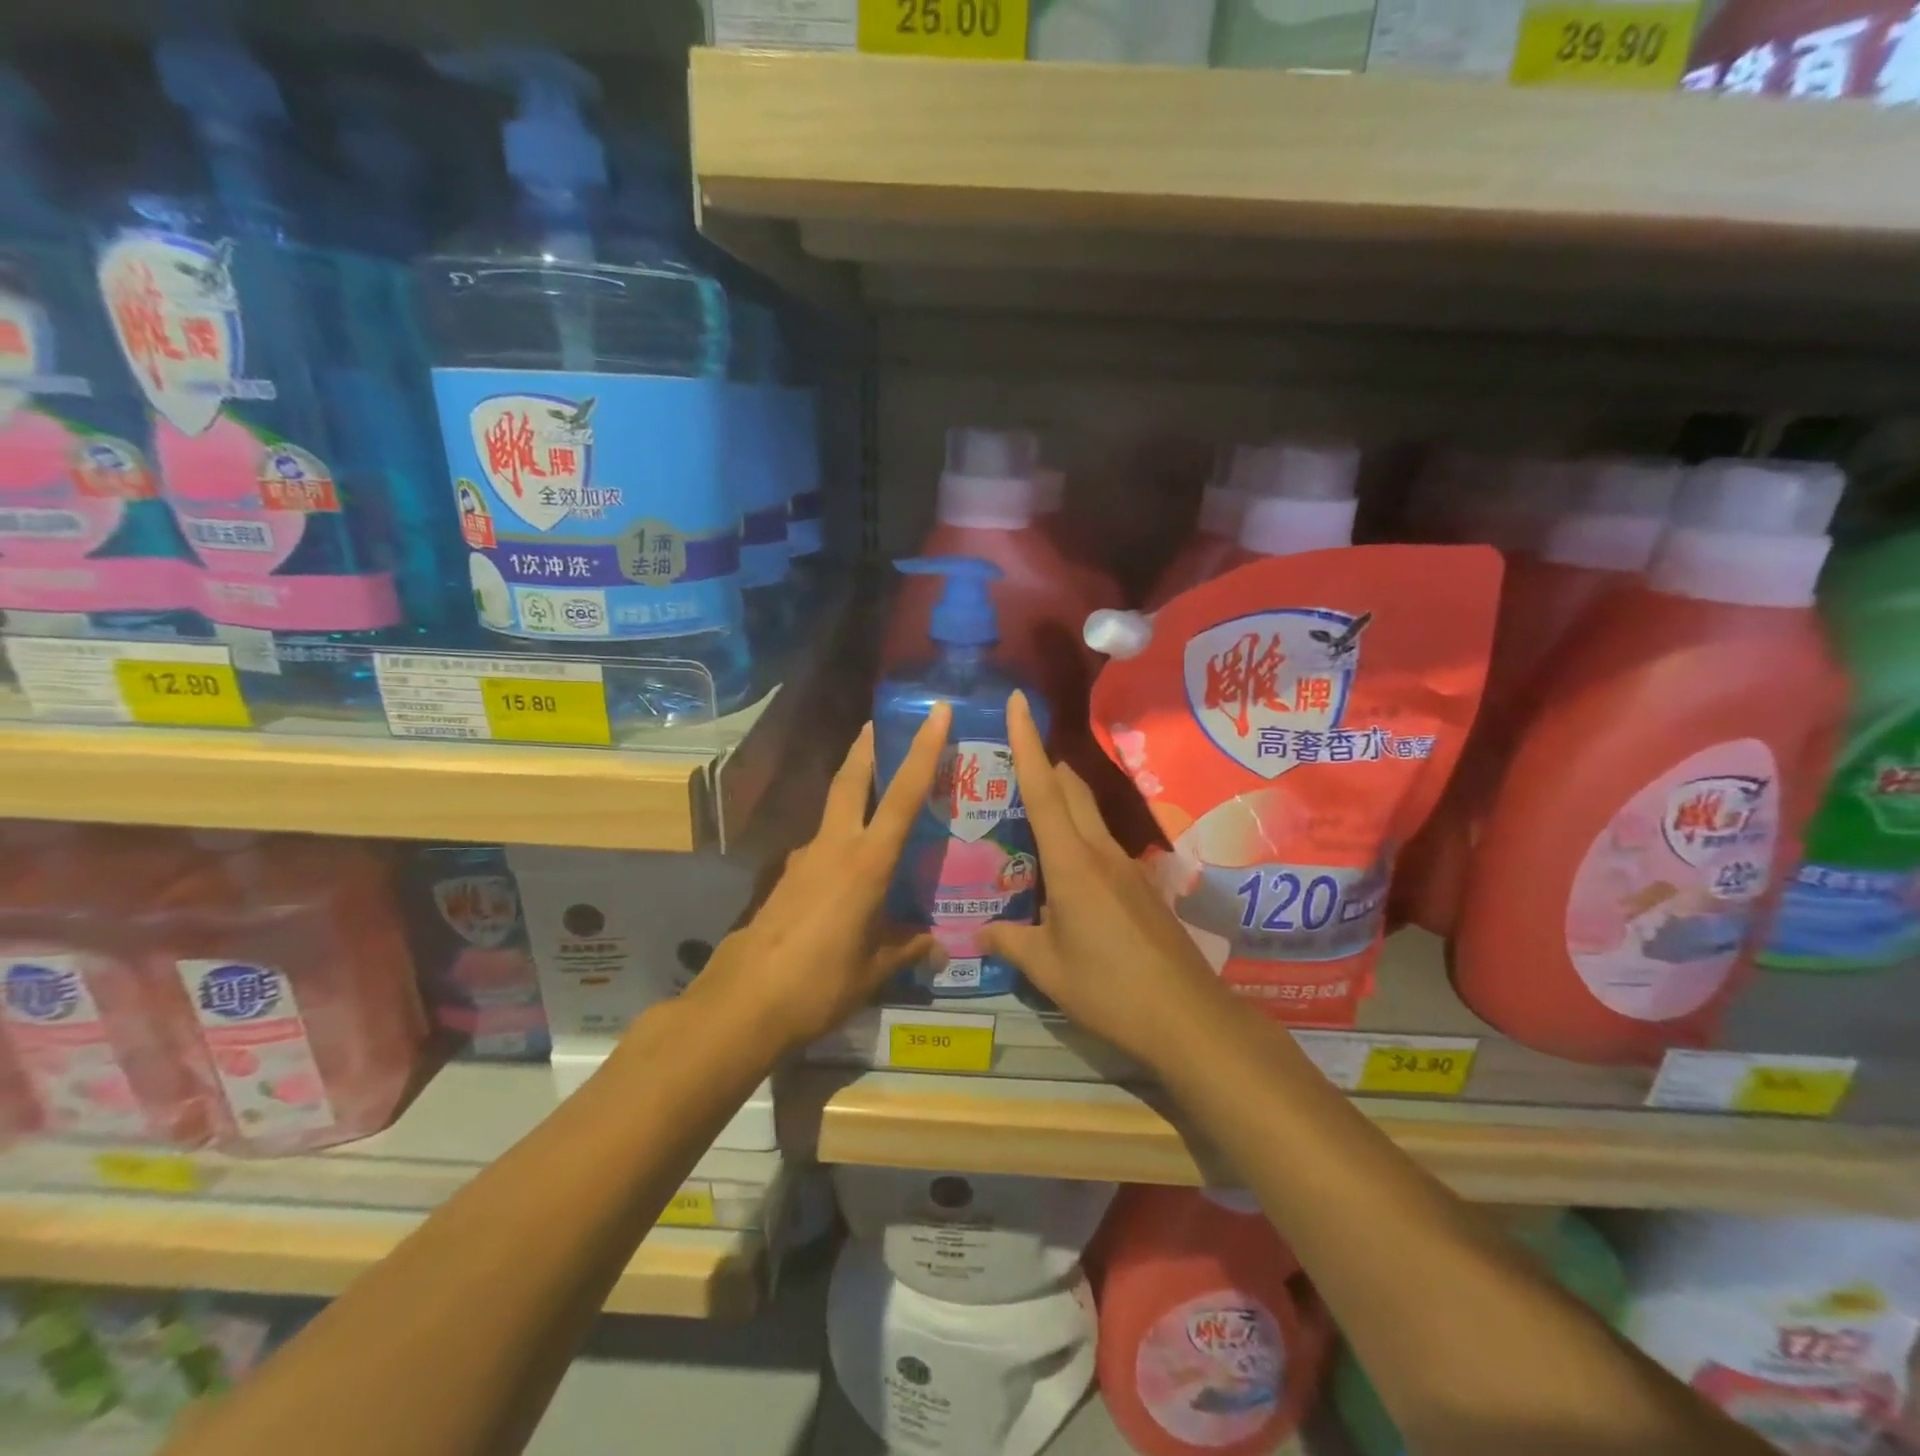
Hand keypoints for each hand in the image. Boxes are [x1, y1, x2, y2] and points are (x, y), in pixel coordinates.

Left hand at [691, 703, 952, 1055]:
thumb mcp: (873, 970)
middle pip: (851, 780)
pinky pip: (820, 848)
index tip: (935, 712)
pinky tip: (847, 874)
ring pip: (832, 811)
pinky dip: (838, 843)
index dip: (923, 750)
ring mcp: (803, 859)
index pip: (904, 795)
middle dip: (867, 748)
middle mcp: (834, 847)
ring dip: (851, 793)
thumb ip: (906, 948)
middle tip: (881, 725)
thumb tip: (937, 947)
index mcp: (867, 862)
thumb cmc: (819, 983)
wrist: (742, 1004)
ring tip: (877, 806)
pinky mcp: (785, 878)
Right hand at [980, 691, 1234, 1070]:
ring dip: (1061, 800)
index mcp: (1072, 863)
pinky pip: (1100, 844)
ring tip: (1024, 814)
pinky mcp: (1141, 885)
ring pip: (1088, 814)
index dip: (1025, 743)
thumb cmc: (1109, 988)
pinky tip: (1060, 871)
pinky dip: (1076, 837)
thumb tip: (976, 932)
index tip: (1017, 703)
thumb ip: (1010, 943)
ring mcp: (1126, 866)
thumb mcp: (1048, 969)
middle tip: (1007, 758)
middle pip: (1071, 788)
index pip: (1044, 789)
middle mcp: (1101, 852)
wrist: (1187, 1016)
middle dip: (1043, 762)